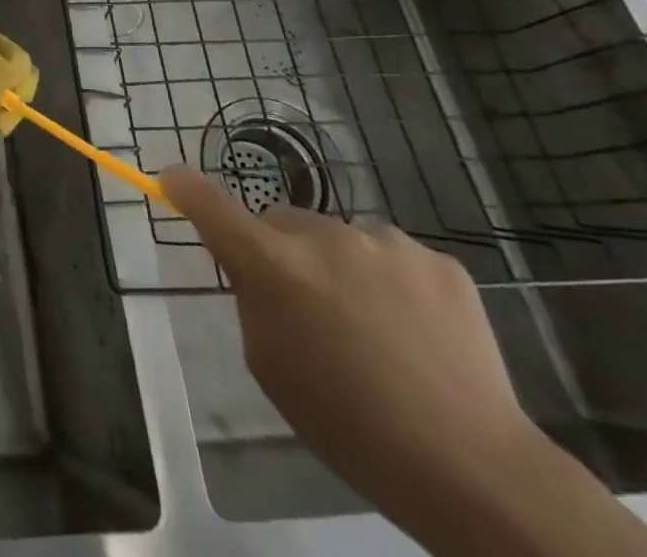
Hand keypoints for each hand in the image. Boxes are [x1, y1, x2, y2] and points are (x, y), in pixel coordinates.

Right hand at [158, 164, 540, 523]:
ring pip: (340, 239)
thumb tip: (257, 265)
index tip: (171, 178)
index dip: (185, 187)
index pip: (212, 205)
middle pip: (282, 222)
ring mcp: (386, 242)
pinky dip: (391, 284)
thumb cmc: (348, 425)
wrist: (474, 468)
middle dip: (282, 250)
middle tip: (308, 308)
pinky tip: (416, 334)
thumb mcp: (269, 364)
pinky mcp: (437, 260)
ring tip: (377, 332)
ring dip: (340, 267)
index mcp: (274, 265)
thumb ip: (252, 298)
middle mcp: (325, 237)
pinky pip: (391, 257)